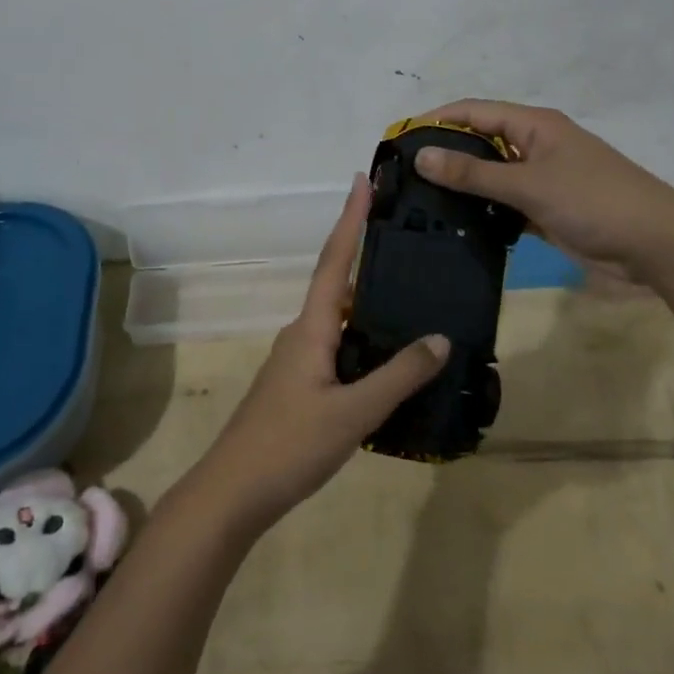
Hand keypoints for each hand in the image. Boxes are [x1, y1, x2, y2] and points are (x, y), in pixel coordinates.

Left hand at [190, 174, 449, 530]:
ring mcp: (297, 360)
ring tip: (408, 292)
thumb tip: (439, 338)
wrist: (234, 491)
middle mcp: (301, 334)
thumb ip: (398, 376)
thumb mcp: (353, 412)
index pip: (334, 261)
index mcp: (310, 328)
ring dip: (366, 299)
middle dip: (363, 253)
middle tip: (403, 235)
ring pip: (337, 318)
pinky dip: (362, 336)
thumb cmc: (290, 445)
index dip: (349, 219)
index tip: (362, 181)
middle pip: (336, 283)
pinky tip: (388, 355)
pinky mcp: (299, 384)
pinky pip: (336, 346)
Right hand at [408, 99, 673, 340]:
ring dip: (461, 187)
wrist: (657, 246)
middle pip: (479, 142)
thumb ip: (474, 173)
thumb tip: (421, 155)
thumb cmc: (594, 201)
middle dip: (444, 154)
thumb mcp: (530, 184)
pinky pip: (504, 205)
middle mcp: (534, 146)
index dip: (436, 120)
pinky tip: (454, 226)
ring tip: (418, 203)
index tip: (398, 139)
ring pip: (490, 177)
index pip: (474, 111)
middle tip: (403, 177)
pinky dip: (482, 213)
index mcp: (534, 125)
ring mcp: (541, 179)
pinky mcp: (546, 210)